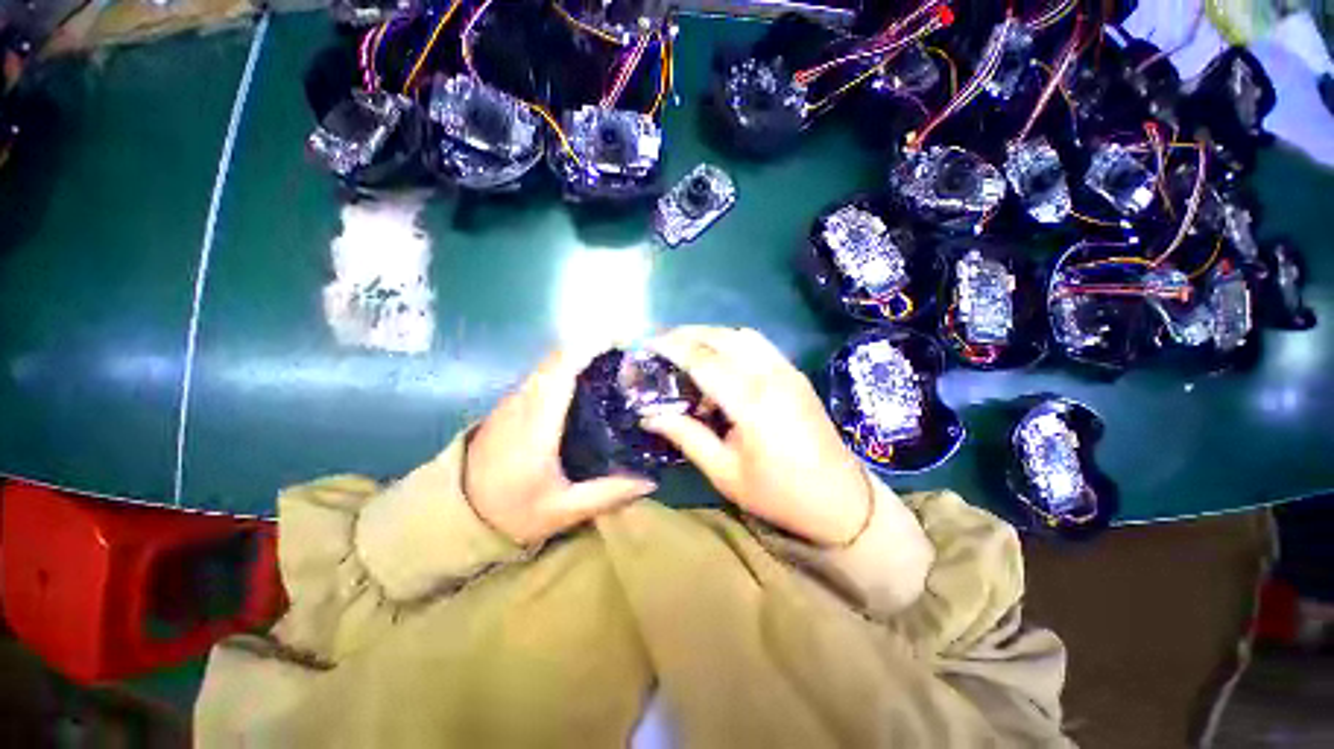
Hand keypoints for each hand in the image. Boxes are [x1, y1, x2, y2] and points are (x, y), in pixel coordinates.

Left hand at [465, 347, 657, 544]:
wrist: (457, 515)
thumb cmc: (510, 512)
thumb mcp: (562, 511)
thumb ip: (607, 494)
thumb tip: (650, 481)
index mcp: (536, 424)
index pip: (561, 370)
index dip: (590, 348)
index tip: (621, 342)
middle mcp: (522, 403)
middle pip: (557, 358)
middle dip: (592, 347)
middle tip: (626, 356)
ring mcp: (512, 401)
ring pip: (548, 364)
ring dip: (579, 355)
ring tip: (612, 364)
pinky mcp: (509, 405)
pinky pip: (542, 375)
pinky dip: (566, 367)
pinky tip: (586, 383)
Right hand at [640, 327, 871, 546]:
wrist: (841, 500)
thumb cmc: (778, 493)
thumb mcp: (725, 473)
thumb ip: (686, 436)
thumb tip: (650, 415)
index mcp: (751, 401)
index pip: (702, 359)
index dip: (670, 346)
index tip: (645, 342)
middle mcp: (771, 375)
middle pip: (721, 337)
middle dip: (686, 333)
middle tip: (659, 342)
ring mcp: (787, 370)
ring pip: (741, 335)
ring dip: (709, 334)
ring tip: (685, 349)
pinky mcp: (795, 373)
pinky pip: (758, 344)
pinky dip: (731, 342)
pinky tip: (719, 362)